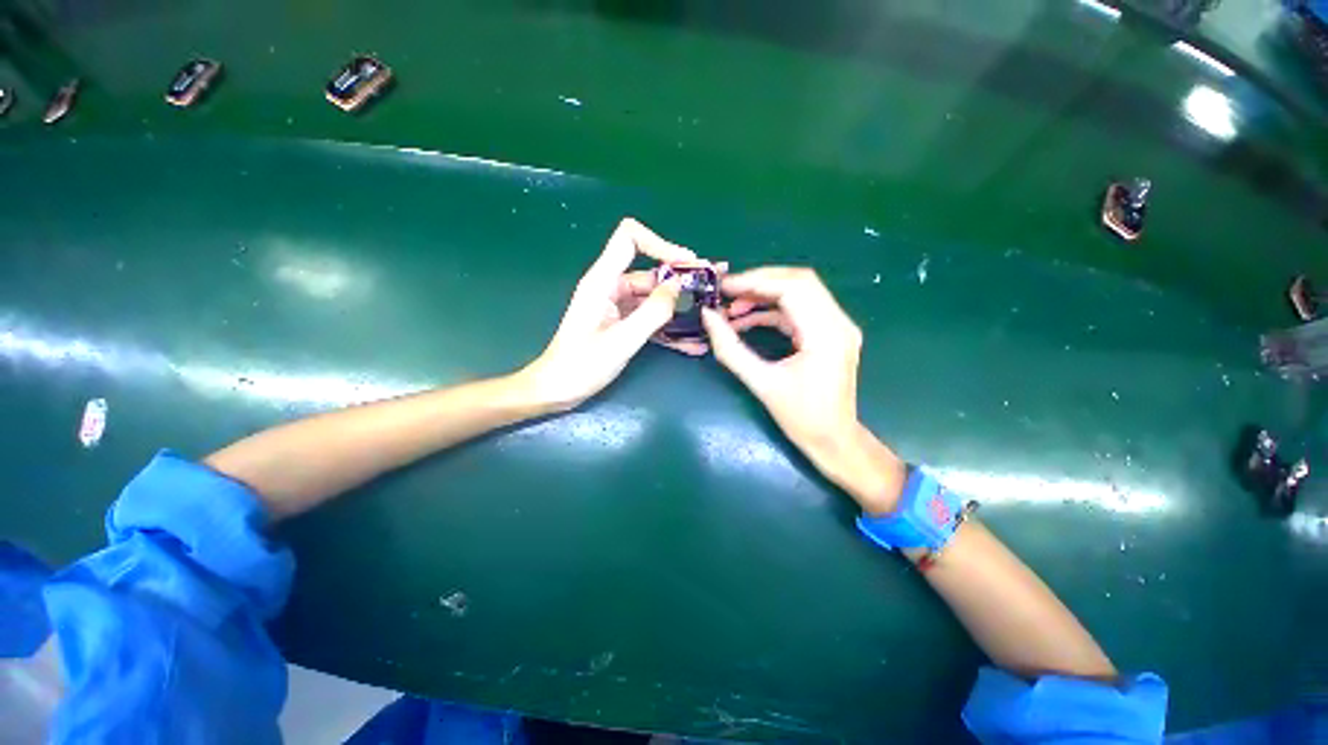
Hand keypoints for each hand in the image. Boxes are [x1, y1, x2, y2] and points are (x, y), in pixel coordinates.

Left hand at [519, 218, 691, 410]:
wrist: (558, 389)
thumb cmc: (581, 365)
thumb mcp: (621, 340)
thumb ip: (652, 312)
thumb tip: (678, 286)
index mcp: (602, 281)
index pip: (629, 239)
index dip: (660, 244)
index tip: (688, 263)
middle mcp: (611, 287)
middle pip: (650, 272)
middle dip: (682, 280)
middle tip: (712, 291)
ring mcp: (617, 307)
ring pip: (654, 298)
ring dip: (680, 307)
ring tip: (709, 316)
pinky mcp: (622, 324)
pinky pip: (650, 318)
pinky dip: (669, 328)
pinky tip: (692, 343)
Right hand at [701, 267, 905, 512]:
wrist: (834, 441)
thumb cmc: (801, 418)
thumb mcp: (761, 384)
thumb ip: (730, 348)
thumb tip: (707, 317)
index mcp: (827, 334)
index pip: (793, 288)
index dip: (755, 281)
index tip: (723, 286)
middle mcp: (838, 322)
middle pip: (799, 281)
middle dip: (758, 282)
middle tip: (726, 292)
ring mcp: (837, 326)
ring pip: (799, 292)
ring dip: (764, 296)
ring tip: (731, 308)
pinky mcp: (829, 333)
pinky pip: (799, 310)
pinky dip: (771, 311)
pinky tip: (746, 319)